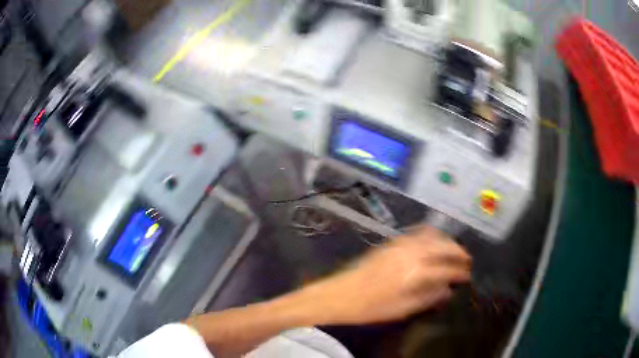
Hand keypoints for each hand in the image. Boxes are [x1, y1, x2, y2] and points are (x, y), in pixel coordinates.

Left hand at [297, 227, 471, 324]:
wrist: (340, 294)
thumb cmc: (371, 307)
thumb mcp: (402, 309)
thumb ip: (428, 298)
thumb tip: (448, 290)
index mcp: (415, 273)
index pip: (446, 269)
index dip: (460, 273)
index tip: (468, 276)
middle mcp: (411, 253)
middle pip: (443, 247)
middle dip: (458, 252)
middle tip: (467, 260)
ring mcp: (400, 245)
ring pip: (431, 236)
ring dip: (446, 241)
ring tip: (454, 250)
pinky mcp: (391, 242)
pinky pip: (416, 233)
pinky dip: (430, 235)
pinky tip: (433, 240)